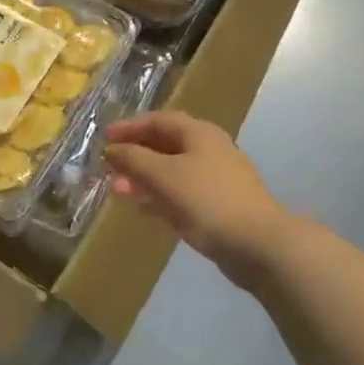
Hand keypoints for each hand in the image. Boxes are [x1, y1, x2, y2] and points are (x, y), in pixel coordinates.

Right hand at [104, 111, 294, 288]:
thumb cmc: (207, 200)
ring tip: (116, 190)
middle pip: (165, 145)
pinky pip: (181, 194)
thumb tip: (112, 149)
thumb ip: (134, 159)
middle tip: (108, 167)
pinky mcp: (218, 206)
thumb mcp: (163, 175)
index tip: (105, 137)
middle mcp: (209, 150)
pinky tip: (142, 209)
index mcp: (199, 133)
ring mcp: (216, 179)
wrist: (259, 244)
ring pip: (172, 171)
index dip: (130, 127)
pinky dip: (159, 197)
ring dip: (144, 177)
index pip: (159, 120)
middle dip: (135, 154)